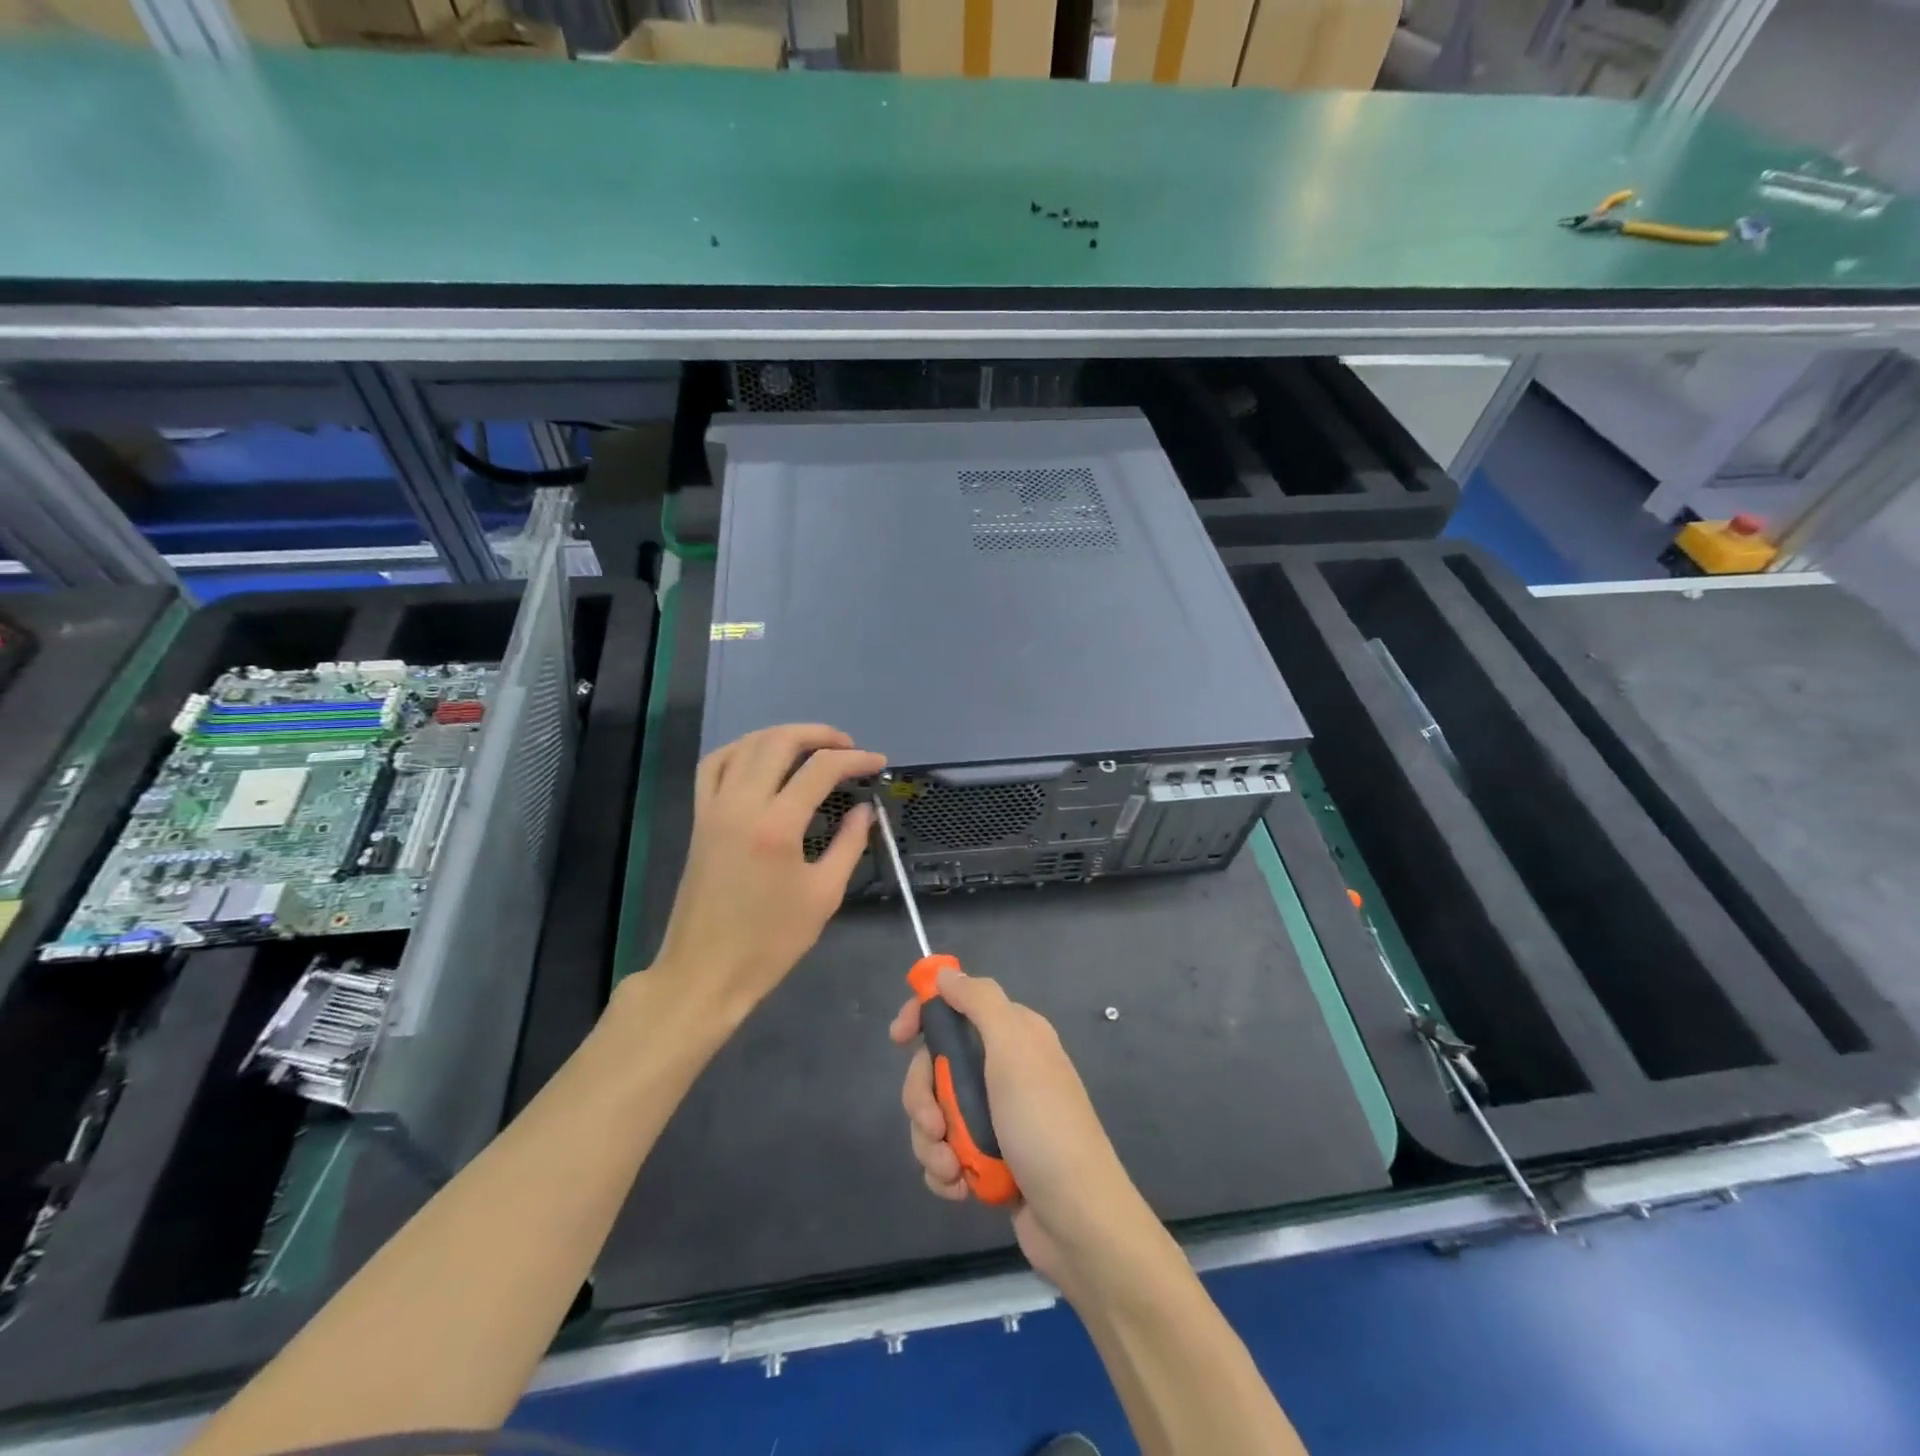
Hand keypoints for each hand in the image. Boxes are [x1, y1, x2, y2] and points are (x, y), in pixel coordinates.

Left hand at [652, 724, 883, 1026]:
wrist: (705, 972)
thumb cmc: (770, 942)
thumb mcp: (823, 895)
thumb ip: (849, 845)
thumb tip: (864, 810)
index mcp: (776, 826)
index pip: (821, 769)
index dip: (855, 759)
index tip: (878, 763)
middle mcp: (741, 804)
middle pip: (779, 741)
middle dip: (819, 735)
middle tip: (848, 747)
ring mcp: (714, 808)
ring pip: (745, 745)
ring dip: (782, 736)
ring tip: (811, 746)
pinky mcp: (699, 819)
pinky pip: (714, 765)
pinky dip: (741, 750)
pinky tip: (760, 758)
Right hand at [891, 970, 1155, 1290]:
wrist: (1078, 1221)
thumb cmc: (1044, 1125)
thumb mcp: (1014, 1050)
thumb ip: (980, 1003)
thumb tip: (946, 974)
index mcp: (1013, 1035)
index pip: (957, 1007)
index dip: (923, 1016)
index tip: (898, 1037)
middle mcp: (1002, 1070)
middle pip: (935, 1065)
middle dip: (923, 1098)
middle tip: (935, 1125)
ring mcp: (995, 1117)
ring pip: (935, 1113)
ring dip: (932, 1143)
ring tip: (952, 1168)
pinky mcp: (988, 1159)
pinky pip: (944, 1153)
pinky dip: (944, 1171)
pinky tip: (959, 1188)